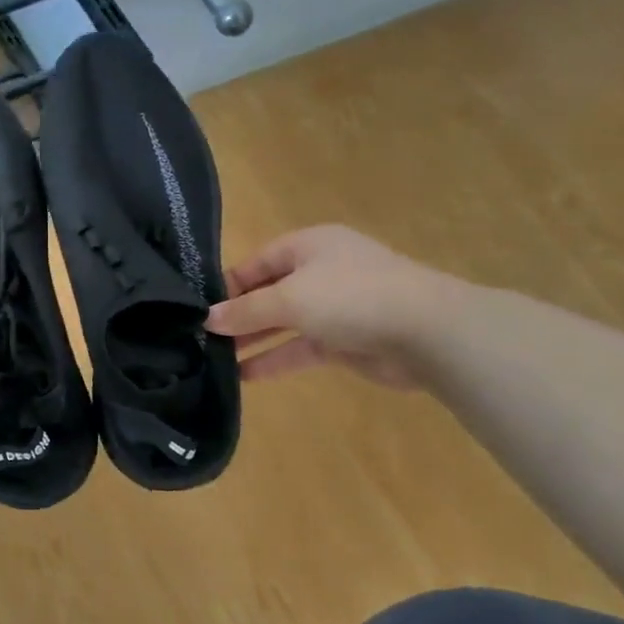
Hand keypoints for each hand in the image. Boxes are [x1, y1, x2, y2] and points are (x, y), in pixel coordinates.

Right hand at [205, 226, 461, 388]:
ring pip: (282, 323)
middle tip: (199, 339)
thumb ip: (245, 311)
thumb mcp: (289, 299)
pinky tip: (244, 377)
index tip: (197, 311)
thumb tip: (207, 320)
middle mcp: (318, 272)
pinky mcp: (343, 340)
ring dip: (252, 341)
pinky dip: (274, 359)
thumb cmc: (351, 297)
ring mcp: (333, 307)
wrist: (427, 331)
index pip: (255, 263)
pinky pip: (299, 348)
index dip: (226, 286)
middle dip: (236, 317)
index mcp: (307, 246)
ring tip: (213, 360)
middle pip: (267, 293)